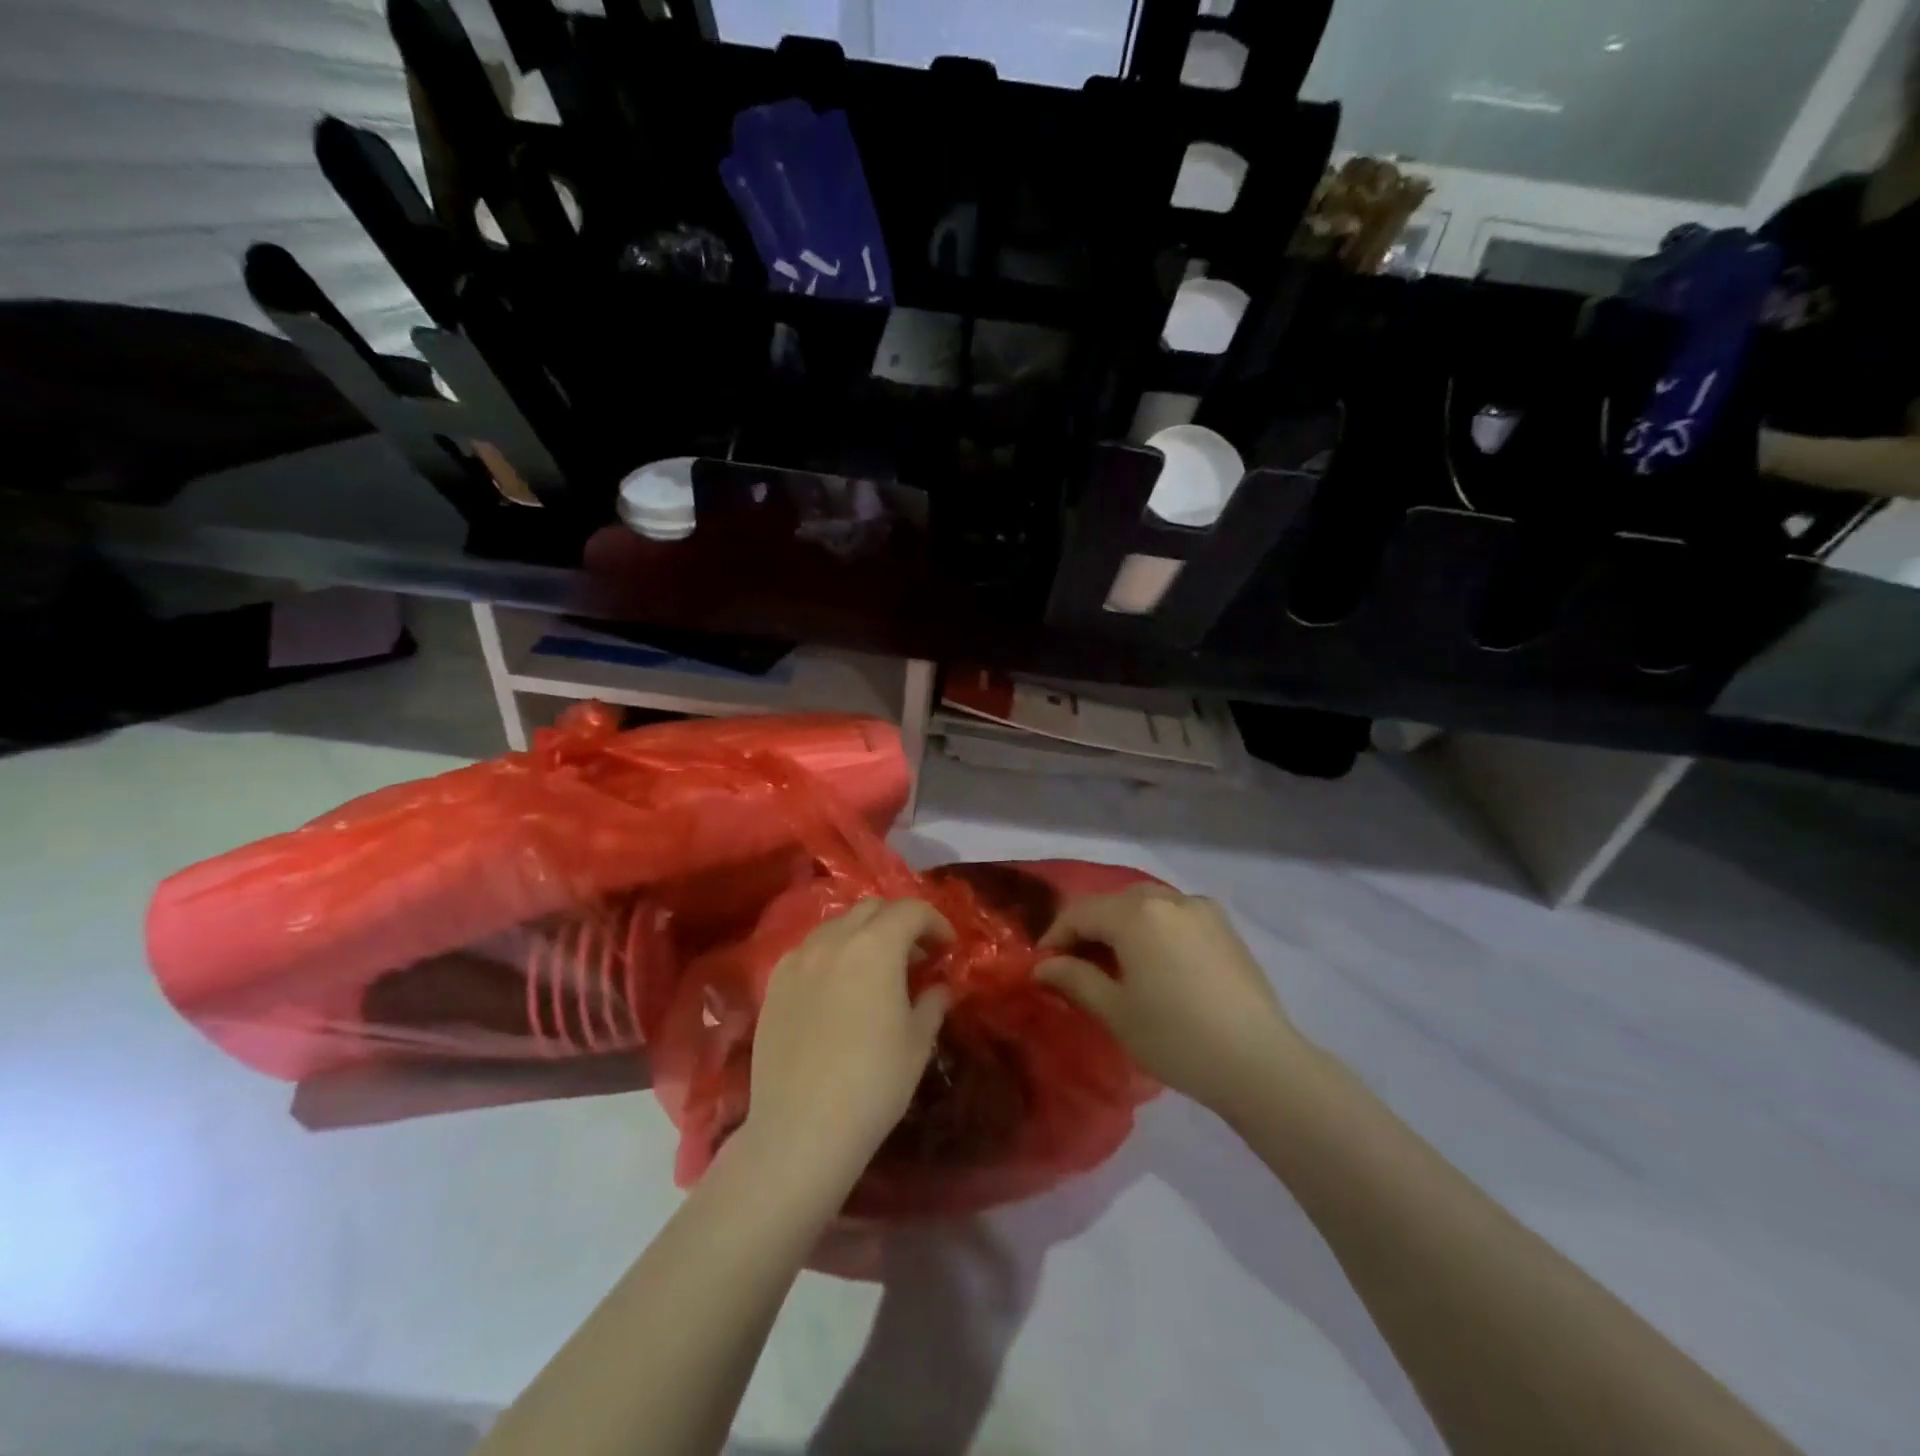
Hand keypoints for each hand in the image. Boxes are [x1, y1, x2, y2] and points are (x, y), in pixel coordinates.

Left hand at [744, 898, 953, 1185]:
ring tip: (876, 969)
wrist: (801, 1129)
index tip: (947, 947)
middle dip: (899, 922)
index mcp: (875, 946)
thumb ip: (932, 1002)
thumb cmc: (873, 1084)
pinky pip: (809, 950)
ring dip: (863, 934)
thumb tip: (938, 987)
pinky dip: (832, 953)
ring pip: (837, 925)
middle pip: (872, 908)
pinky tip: (838, 987)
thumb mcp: (917, 1042)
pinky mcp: (774, 983)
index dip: (935, 922)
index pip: (911, 910)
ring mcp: (797, 959)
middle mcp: (833, 940)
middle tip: (916, 954)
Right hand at [1037, 886, 1297, 1119]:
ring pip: (1146, 905)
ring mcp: (1201, 909)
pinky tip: (1156, 962)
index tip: (1044, 966)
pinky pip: (1175, 915)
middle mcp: (1167, 898)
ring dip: (1122, 926)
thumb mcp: (1116, 1012)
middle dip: (1089, 929)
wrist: (1259, 1062)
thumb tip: (1043, 966)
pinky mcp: (1224, 926)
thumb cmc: (1176, 1037)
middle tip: (1075, 965)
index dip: (1056, 936)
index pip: (1080, 913)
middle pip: (1113, 903)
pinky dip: (1154, 929)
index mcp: (1136, 913)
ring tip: (1115, 964)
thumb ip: (1074, 979)